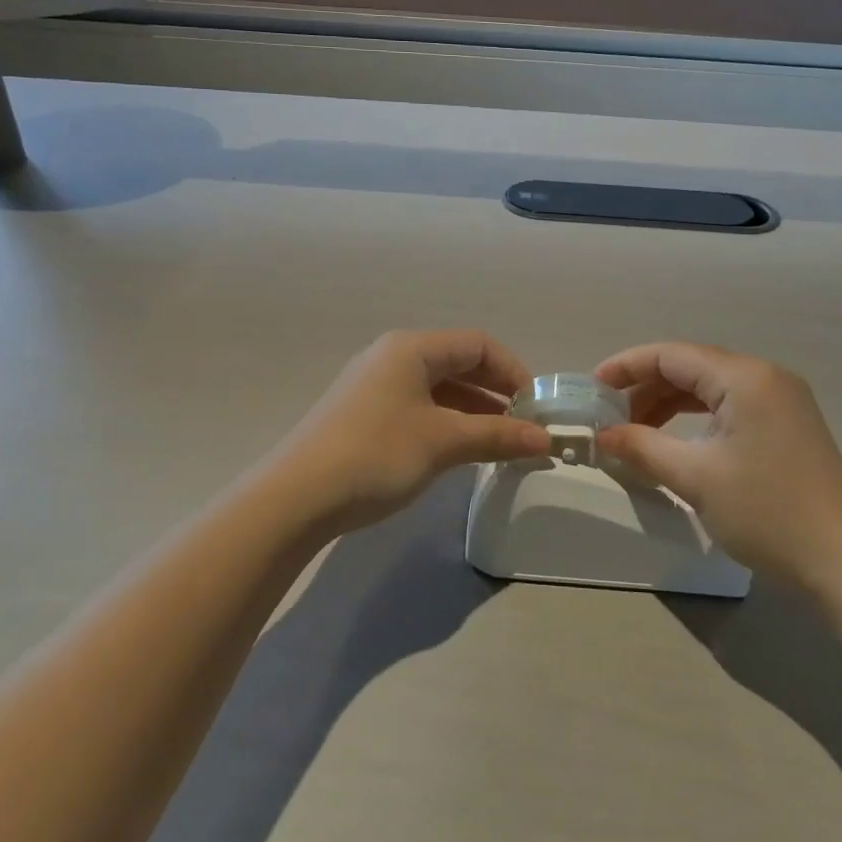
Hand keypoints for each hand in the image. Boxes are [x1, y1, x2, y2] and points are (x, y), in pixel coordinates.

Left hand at [269, 329, 550, 537]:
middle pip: (458, 363)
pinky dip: (446, 423)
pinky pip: (418, 407)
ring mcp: (374, 386)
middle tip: (524, 427)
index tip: (536, 408)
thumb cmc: (376, 454)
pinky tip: (459, 450)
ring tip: (500, 443)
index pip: (478, 344)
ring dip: (473, 411)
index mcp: (412, 348)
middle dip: (495, 393)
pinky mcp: (362, 415)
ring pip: (438, 389)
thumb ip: (497, 436)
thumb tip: (545, 441)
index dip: (513, 371)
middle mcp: (392, 357)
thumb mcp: (444, 442)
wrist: (295, 497)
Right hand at [594, 342, 841, 586]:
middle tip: (610, 418)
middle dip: (646, 388)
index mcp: (745, 377)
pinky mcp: (787, 425)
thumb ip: (643, 448)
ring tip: (635, 432)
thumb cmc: (768, 512)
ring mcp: (781, 400)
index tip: (592, 388)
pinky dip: (696, 419)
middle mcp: (765, 376)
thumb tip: (603, 435)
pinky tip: (675, 441)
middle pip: (691, 366)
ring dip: (669, 404)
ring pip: (710, 388)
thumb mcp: (696, 478)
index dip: (627, 366)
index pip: (672, 354)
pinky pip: (730, 407)